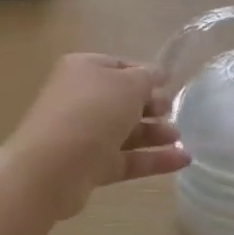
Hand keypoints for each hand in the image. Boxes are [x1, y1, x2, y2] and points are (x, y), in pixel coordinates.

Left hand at [3, 54, 189, 218]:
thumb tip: (158, 74)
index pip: (120, 66)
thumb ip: (148, 77)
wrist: (51, 168)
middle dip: (151, 106)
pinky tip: (182, 160)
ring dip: (155, 133)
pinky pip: (126, 159)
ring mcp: (83, 135)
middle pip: (123, 100)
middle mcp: (81, 99)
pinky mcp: (89, 167)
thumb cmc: (92, 112)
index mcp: (84, 69)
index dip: (146, 73)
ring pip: (126, 131)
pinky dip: (153, 159)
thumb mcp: (129, 84)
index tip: (170, 83)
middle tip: (171, 111)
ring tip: (179, 138)